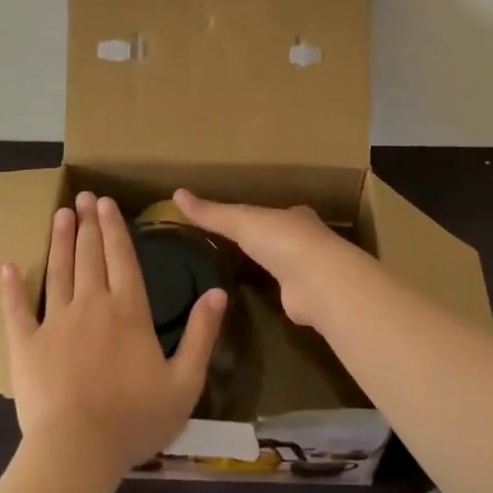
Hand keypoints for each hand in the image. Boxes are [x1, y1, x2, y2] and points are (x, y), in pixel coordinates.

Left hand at [0, 192, 225, 479]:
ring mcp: (55, 322)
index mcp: (129, 310)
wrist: (76, 453)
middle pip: (89, 255)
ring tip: (61, 214)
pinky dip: (11, 287)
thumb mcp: (184, 382)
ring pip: (58, 271)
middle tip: (83, 197)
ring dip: (60, 240)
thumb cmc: (134, 420)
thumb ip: (201, 334)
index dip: (115, 228)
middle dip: (87, 223)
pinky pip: (17, 310)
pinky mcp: (26, 345)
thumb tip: (218, 292)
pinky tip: (8, 266)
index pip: (122, 257)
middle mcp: (92, 305)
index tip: (107, 202)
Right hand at [173, 189, 370, 327]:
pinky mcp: (306, 298)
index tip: (235, 220)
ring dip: (270, 268)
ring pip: (285, 265)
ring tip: (242, 273)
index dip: (254, 215)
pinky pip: (285, 292)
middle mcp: (306, 240)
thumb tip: (175, 194)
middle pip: (280, 238)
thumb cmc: (281, 240)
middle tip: (235, 247)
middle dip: (264, 242)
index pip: (271, 212)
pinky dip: (273, 293)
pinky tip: (258, 298)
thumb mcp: (240, 221)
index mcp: (294, 215)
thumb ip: (211, 213)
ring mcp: (309, 270)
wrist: (317, 281)